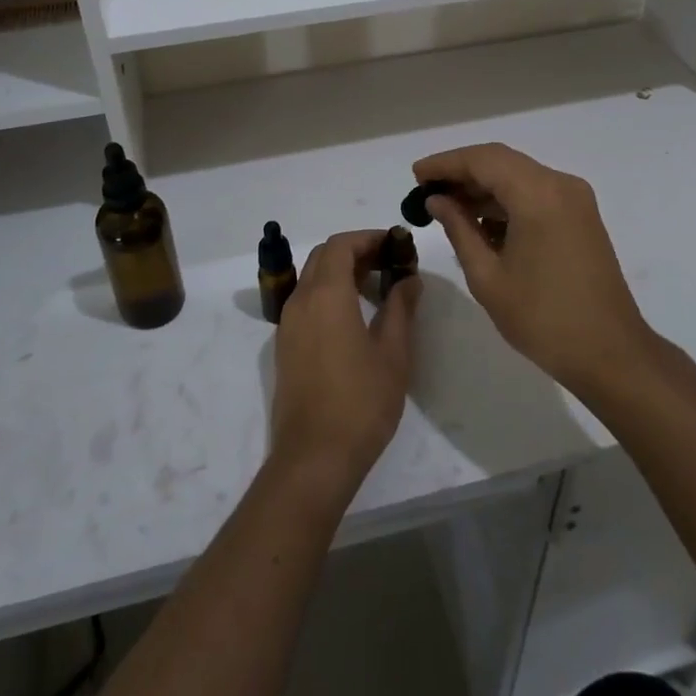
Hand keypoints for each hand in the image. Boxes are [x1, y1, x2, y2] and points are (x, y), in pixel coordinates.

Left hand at [270, 231, 418, 492]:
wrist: (314, 458)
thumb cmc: (361, 402)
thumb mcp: (393, 353)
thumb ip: (401, 308)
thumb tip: (410, 279)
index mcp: (326, 294)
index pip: (341, 245)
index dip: (369, 238)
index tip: (397, 245)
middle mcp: (301, 300)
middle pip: (324, 257)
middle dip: (356, 251)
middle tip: (390, 263)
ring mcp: (288, 324)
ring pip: (312, 278)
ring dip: (341, 271)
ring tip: (377, 286)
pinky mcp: (285, 345)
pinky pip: (306, 301)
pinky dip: (329, 293)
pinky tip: (354, 315)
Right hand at [413, 144, 652, 397]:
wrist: (611, 354)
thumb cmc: (543, 319)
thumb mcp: (488, 276)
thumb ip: (459, 229)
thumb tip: (437, 200)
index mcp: (538, 195)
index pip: (483, 160)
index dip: (445, 163)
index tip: (416, 176)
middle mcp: (560, 185)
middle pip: (501, 162)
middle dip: (461, 172)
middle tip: (426, 191)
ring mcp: (574, 199)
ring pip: (518, 175)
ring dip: (483, 187)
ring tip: (447, 208)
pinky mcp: (580, 216)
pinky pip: (535, 192)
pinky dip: (506, 200)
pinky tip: (481, 223)